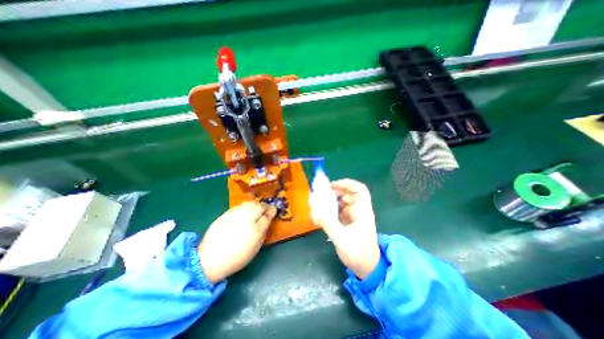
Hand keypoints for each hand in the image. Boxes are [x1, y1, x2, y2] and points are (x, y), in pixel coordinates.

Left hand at [199, 202, 275, 283]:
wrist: (210, 259)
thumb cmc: (237, 257)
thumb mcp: (255, 248)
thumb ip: (263, 233)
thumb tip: (267, 222)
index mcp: (256, 230)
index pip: (268, 215)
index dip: (272, 211)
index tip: (274, 210)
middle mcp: (246, 219)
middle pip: (259, 206)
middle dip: (265, 206)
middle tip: (266, 209)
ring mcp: (235, 215)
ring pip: (249, 203)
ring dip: (256, 204)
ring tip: (257, 208)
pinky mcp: (226, 214)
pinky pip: (240, 206)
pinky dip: (246, 206)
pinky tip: (245, 211)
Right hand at [312, 179, 376, 278]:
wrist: (366, 268)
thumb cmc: (358, 254)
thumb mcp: (342, 239)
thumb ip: (329, 223)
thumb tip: (316, 209)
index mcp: (362, 212)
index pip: (359, 190)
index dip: (347, 183)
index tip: (332, 185)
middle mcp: (358, 211)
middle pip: (347, 194)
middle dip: (333, 192)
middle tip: (320, 195)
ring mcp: (352, 216)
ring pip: (341, 202)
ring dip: (329, 201)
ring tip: (318, 206)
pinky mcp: (347, 221)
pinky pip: (337, 210)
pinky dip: (329, 210)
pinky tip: (320, 215)